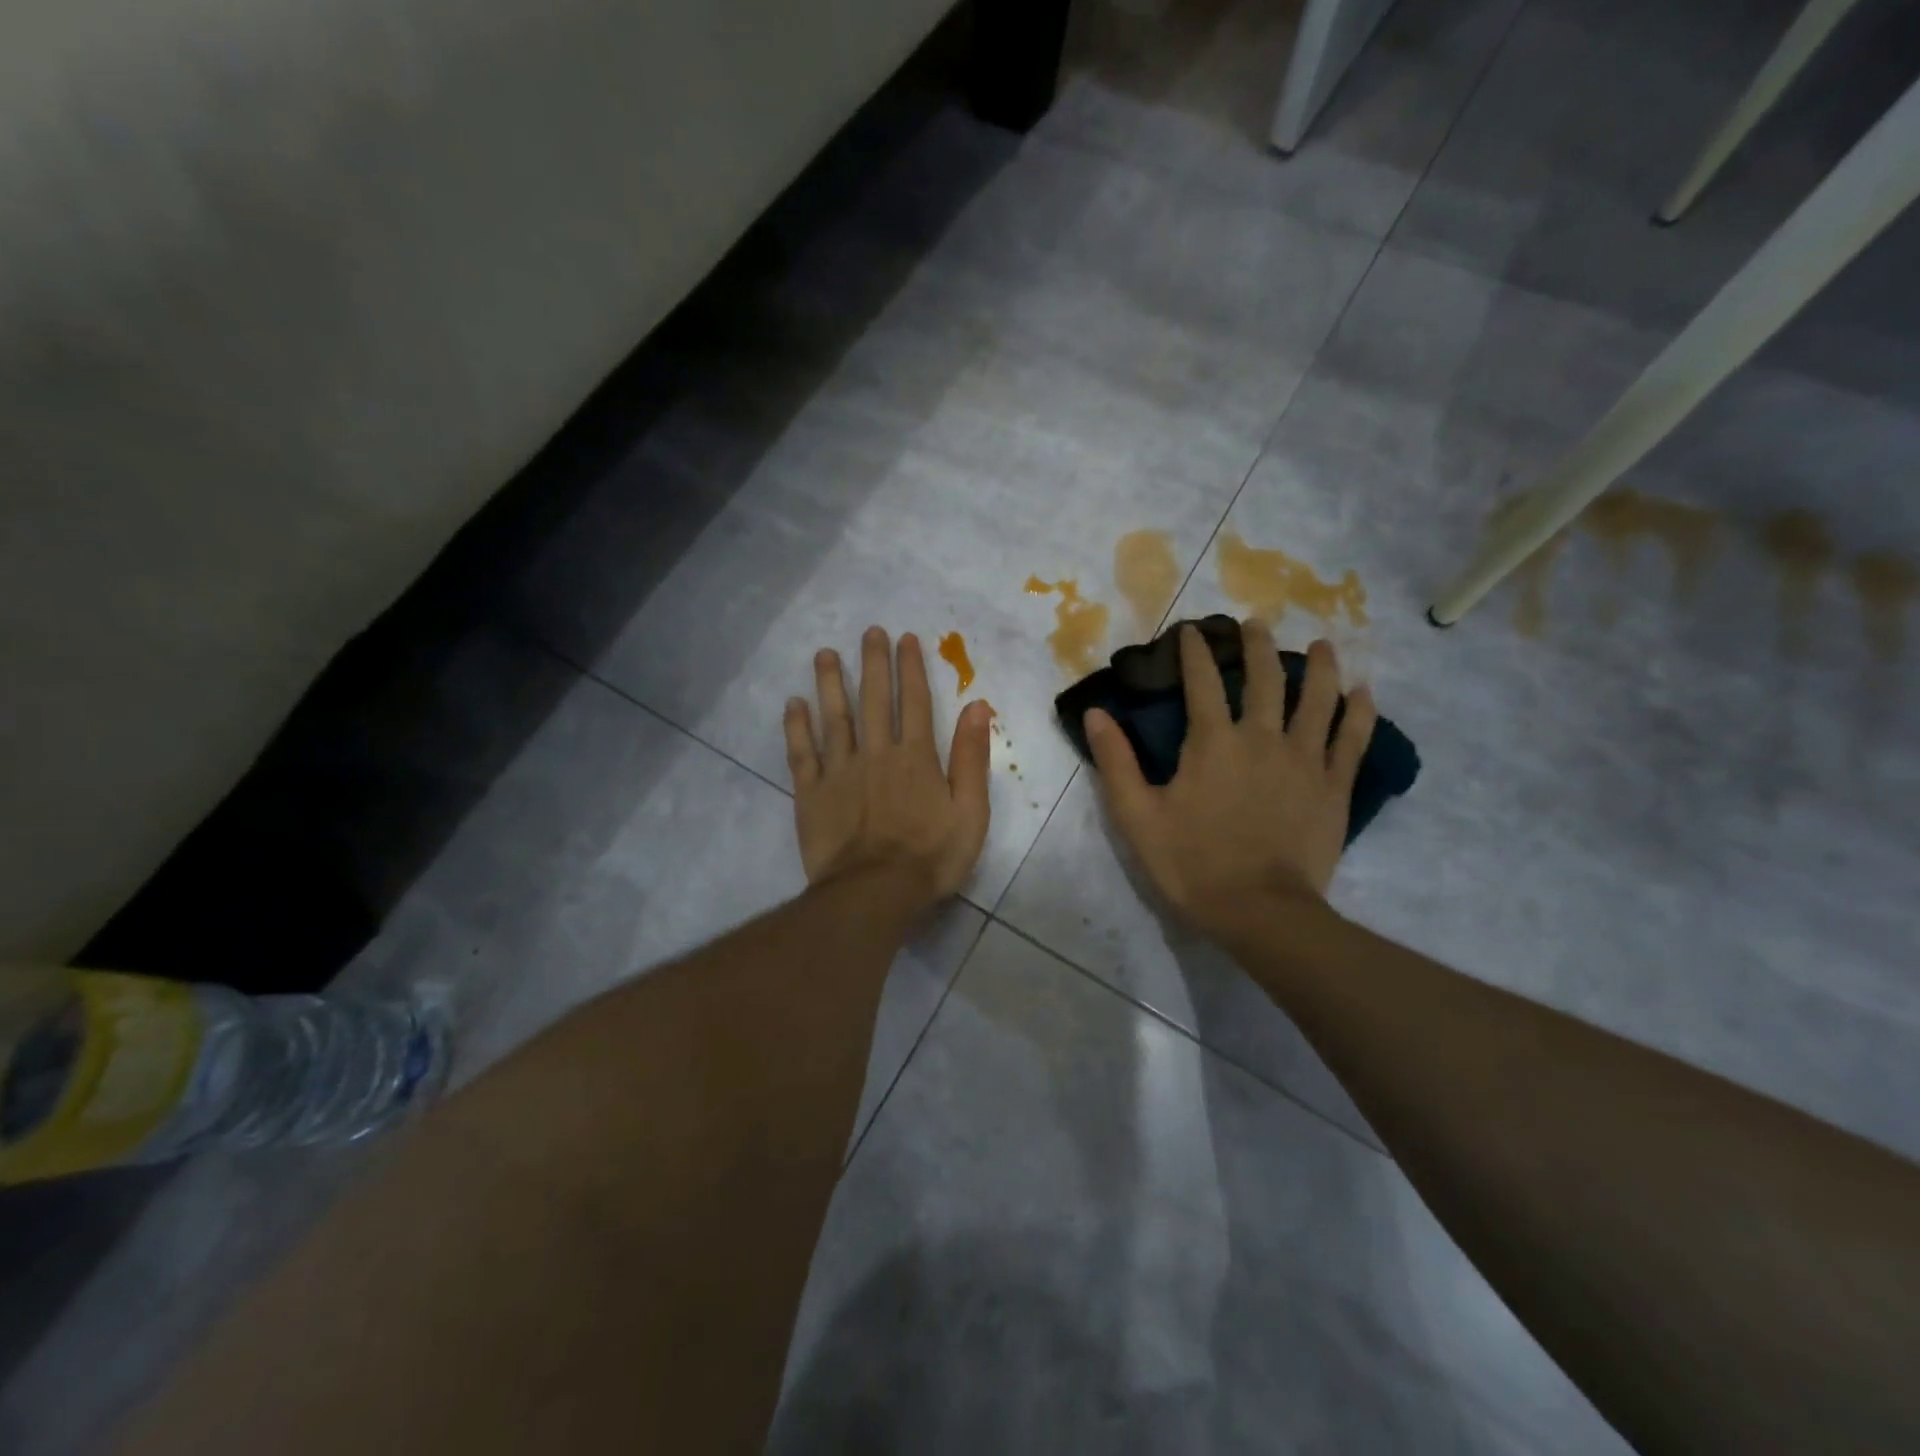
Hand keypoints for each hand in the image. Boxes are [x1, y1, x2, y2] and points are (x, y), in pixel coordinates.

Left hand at [784, 627, 992, 909]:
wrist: (874, 893)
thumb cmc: (930, 857)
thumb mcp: (970, 812)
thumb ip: (972, 758)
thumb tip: (978, 706)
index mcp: (916, 758)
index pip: (915, 702)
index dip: (911, 669)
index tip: (905, 639)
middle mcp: (876, 753)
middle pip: (874, 700)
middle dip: (873, 663)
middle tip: (868, 633)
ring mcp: (840, 771)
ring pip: (834, 718)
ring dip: (830, 684)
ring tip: (825, 654)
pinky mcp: (811, 793)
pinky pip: (802, 753)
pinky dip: (797, 727)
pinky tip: (793, 704)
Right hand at [1085, 623, 1375, 937]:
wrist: (1260, 911)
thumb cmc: (1192, 863)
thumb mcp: (1137, 816)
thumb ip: (1116, 761)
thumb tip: (1096, 712)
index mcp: (1213, 742)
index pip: (1202, 682)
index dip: (1196, 652)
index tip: (1193, 630)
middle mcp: (1263, 737)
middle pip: (1266, 678)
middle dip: (1258, 645)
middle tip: (1257, 623)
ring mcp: (1306, 760)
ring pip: (1318, 699)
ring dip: (1319, 667)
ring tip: (1322, 644)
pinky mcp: (1334, 786)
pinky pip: (1353, 740)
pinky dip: (1359, 713)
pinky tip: (1363, 693)